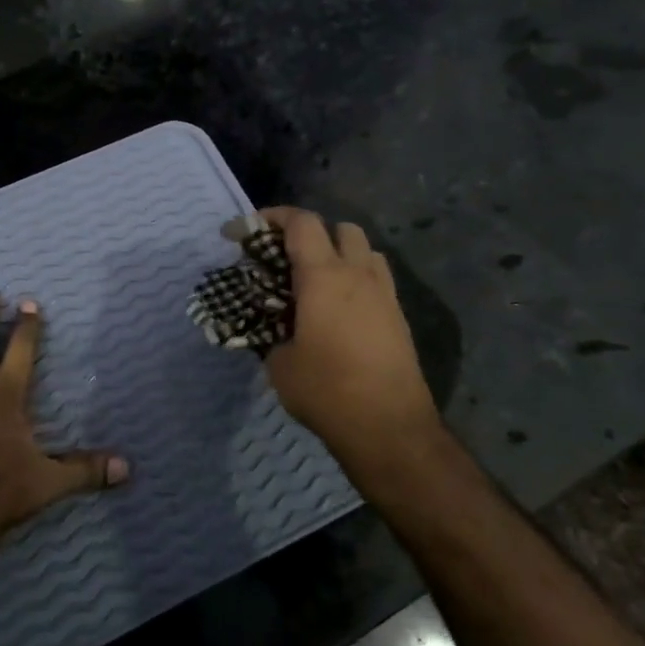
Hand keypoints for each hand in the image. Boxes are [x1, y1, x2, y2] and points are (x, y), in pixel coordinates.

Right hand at [259, 208, 442, 484]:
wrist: (389, 427)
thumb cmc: (327, 391)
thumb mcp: (279, 362)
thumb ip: (271, 331)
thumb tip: (272, 326)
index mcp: (324, 277)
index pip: (301, 223)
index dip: (271, 217)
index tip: (245, 232)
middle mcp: (358, 274)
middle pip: (340, 227)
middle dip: (310, 232)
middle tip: (284, 257)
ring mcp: (384, 294)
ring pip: (365, 250)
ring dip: (338, 252)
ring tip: (314, 279)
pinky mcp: (399, 316)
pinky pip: (376, 278)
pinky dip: (355, 277)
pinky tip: (337, 307)